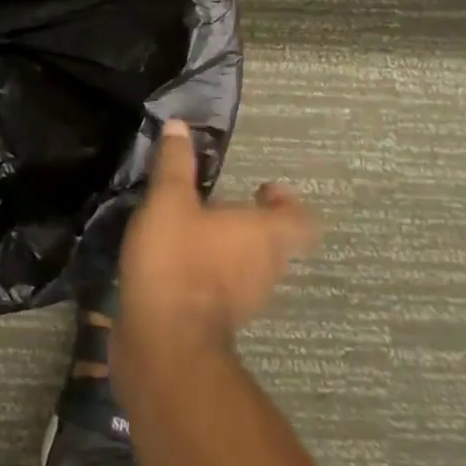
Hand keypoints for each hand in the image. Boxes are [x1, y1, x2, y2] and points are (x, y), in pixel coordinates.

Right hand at [119, 119, 317, 358]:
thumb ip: (175, 163)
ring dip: (232, 249)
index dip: (287, 202)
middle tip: (219, 204)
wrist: (165, 339)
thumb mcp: (168, 200)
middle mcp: (266, 267)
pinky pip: (228, 288)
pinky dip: (213, 273)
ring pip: (252, 267)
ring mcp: (247, 300)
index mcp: (263, 234)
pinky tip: (179, 262)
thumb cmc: (176, 258)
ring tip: (195, 230)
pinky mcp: (222, 321)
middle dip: (253, 222)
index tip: (263, 188)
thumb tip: (180, 126)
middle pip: (276, 242)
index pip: (300, 219)